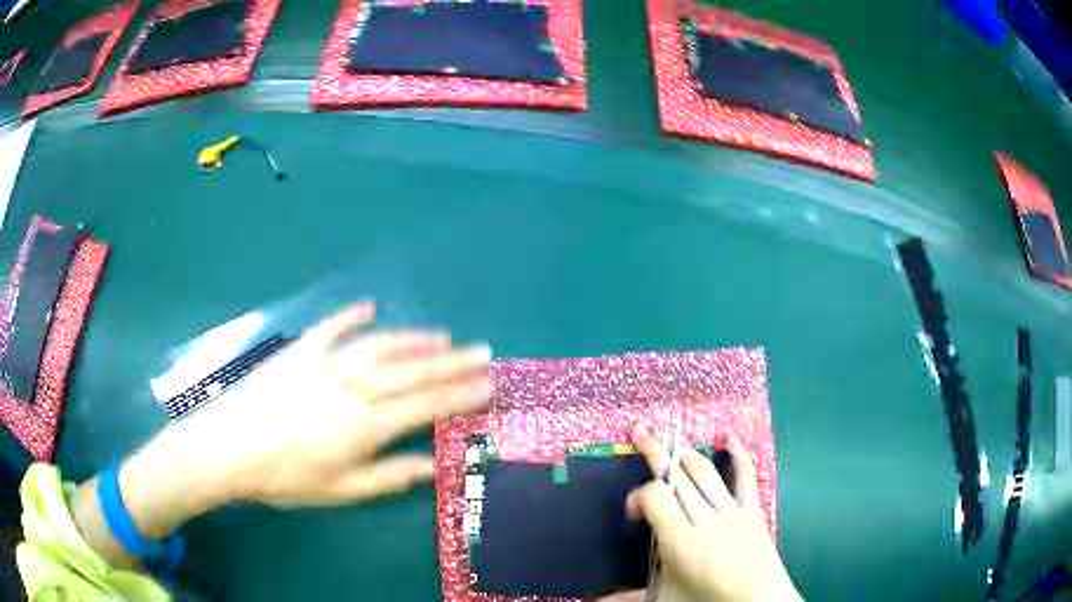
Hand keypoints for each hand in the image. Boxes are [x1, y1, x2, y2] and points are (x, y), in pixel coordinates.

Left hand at [73, 301, 490, 567]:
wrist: (227, 445)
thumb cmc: (285, 476)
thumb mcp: (341, 489)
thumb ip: (390, 475)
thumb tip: (432, 467)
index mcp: (366, 423)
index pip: (427, 405)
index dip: (461, 396)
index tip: (489, 387)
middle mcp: (354, 385)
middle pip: (414, 370)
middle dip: (453, 363)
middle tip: (484, 352)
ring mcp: (326, 361)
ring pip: (382, 345)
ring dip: (416, 339)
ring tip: (444, 336)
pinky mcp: (301, 350)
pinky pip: (333, 327)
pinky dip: (353, 316)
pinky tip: (369, 306)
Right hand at [604, 425, 800, 601]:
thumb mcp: (665, 599)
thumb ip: (628, 596)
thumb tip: (591, 601)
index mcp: (680, 542)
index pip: (655, 497)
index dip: (638, 496)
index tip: (633, 514)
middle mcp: (704, 520)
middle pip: (678, 476)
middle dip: (657, 452)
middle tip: (641, 431)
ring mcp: (731, 512)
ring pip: (705, 473)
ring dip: (685, 452)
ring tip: (669, 437)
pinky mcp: (752, 511)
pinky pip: (745, 478)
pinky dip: (739, 455)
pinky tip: (729, 437)